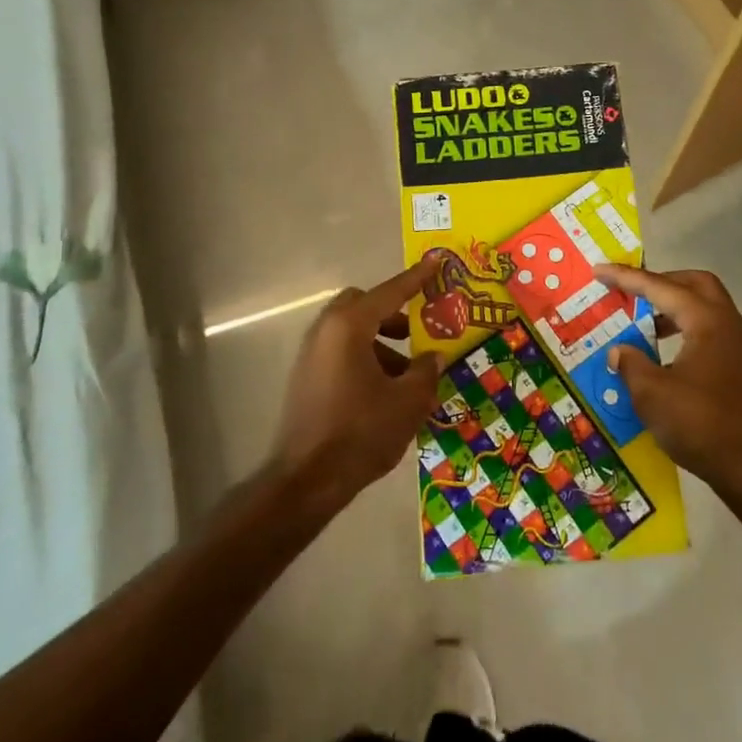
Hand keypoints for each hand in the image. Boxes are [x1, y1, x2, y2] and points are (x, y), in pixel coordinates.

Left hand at [268, 257, 443, 519]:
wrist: (306, 480)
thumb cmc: (361, 431)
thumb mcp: (407, 401)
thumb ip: (425, 371)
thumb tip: (433, 357)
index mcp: (350, 326)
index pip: (391, 292)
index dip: (417, 278)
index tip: (436, 261)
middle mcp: (326, 331)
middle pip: (363, 305)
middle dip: (392, 313)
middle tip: (416, 331)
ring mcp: (312, 354)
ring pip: (352, 331)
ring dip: (381, 342)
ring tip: (408, 374)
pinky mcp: (306, 378)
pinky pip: (341, 353)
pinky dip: (365, 358)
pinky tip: (385, 392)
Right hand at [596, 265, 741, 504]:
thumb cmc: (699, 423)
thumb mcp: (651, 393)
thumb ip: (631, 363)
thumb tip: (619, 351)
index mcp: (706, 320)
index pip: (660, 287)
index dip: (626, 278)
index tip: (599, 271)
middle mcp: (726, 323)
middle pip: (694, 284)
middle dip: (660, 282)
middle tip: (632, 292)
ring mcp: (737, 345)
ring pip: (704, 306)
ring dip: (673, 307)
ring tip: (642, 324)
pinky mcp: (738, 366)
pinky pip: (708, 329)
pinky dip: (683, 328)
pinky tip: (662, 353)